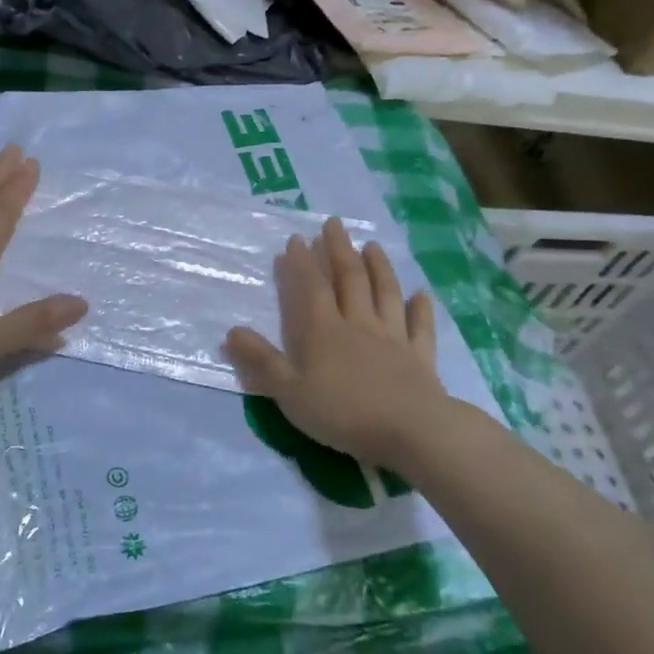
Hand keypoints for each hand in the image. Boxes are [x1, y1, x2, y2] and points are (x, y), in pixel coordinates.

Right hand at [224, 217, 450, 467]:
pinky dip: (421, 308)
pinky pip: (421, 326)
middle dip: (339, 250)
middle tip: (334, 224)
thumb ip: (261, 362)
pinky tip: (422, 294)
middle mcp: (359, 324)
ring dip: (379, 267)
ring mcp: (394, 338)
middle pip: (350, 279)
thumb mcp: (289, 392)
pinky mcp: (420, 357)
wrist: (410, 430)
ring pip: (386, 293)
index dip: (302, 263)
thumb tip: (231, 331)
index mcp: (324, 332)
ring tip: (372, 246)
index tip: (297, 238)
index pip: (311, 288)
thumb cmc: (343, 412)